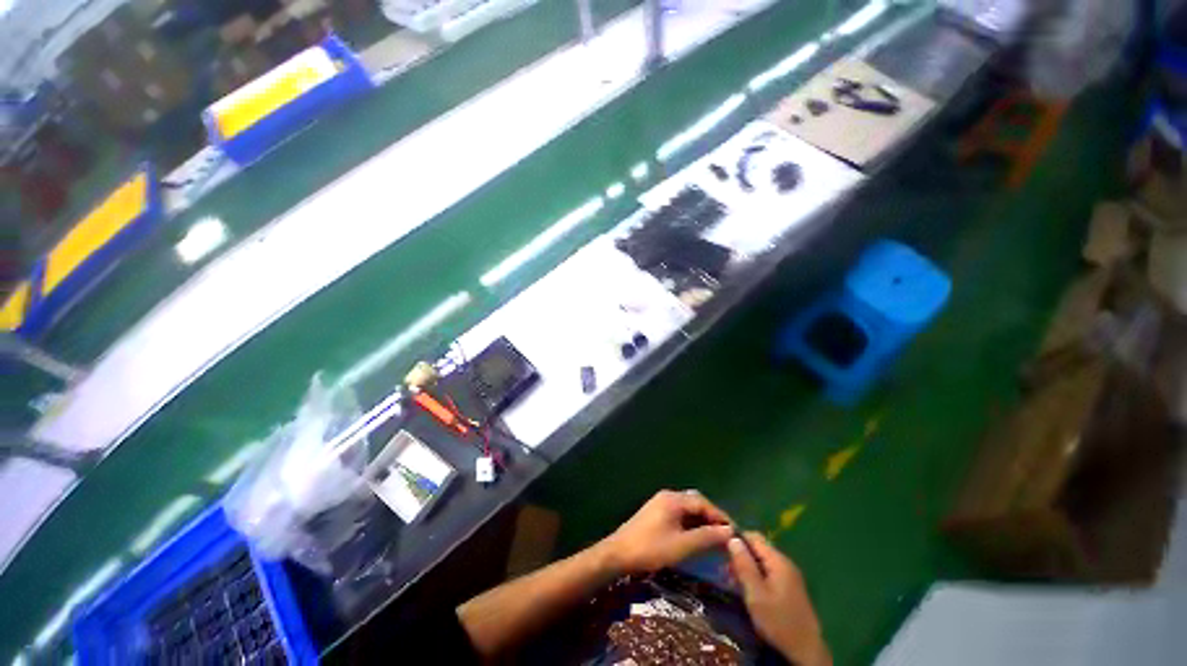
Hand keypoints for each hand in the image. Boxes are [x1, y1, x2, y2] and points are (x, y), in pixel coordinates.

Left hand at [598, 490, 733, 575]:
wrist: (618, 553)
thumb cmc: (651, 548)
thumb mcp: (682, 546)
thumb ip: (706, 537)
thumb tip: (729, 531)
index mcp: (673, 499)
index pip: (703, 502)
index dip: (720, 516)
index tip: (734, 532)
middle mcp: (667, 496)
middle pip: (695, 503)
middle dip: (711, 518)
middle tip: (725, 536)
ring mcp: (660, 503)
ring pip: (687, 509)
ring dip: (701, 521)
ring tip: (715, 539)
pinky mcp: (656, 513)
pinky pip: (679, 514)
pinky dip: (690, 524)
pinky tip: (696, 537)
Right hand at [728, 532, 830, 665]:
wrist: (806, 651)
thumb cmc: (778, 621)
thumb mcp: (755, 593)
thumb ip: (743, 565)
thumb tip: (732, 538)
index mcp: (778, 561)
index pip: (753, 537)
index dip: (736, 539)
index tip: (720, 548)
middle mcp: (785, 563)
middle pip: (758, 548)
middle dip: (740, 554)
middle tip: (724, 569)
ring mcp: (789, 576)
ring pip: (762, 561)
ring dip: (746, 566)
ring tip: (731, 580)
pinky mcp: (790, 588)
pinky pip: (768, 572)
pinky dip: (755, 576)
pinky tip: (747, 588)